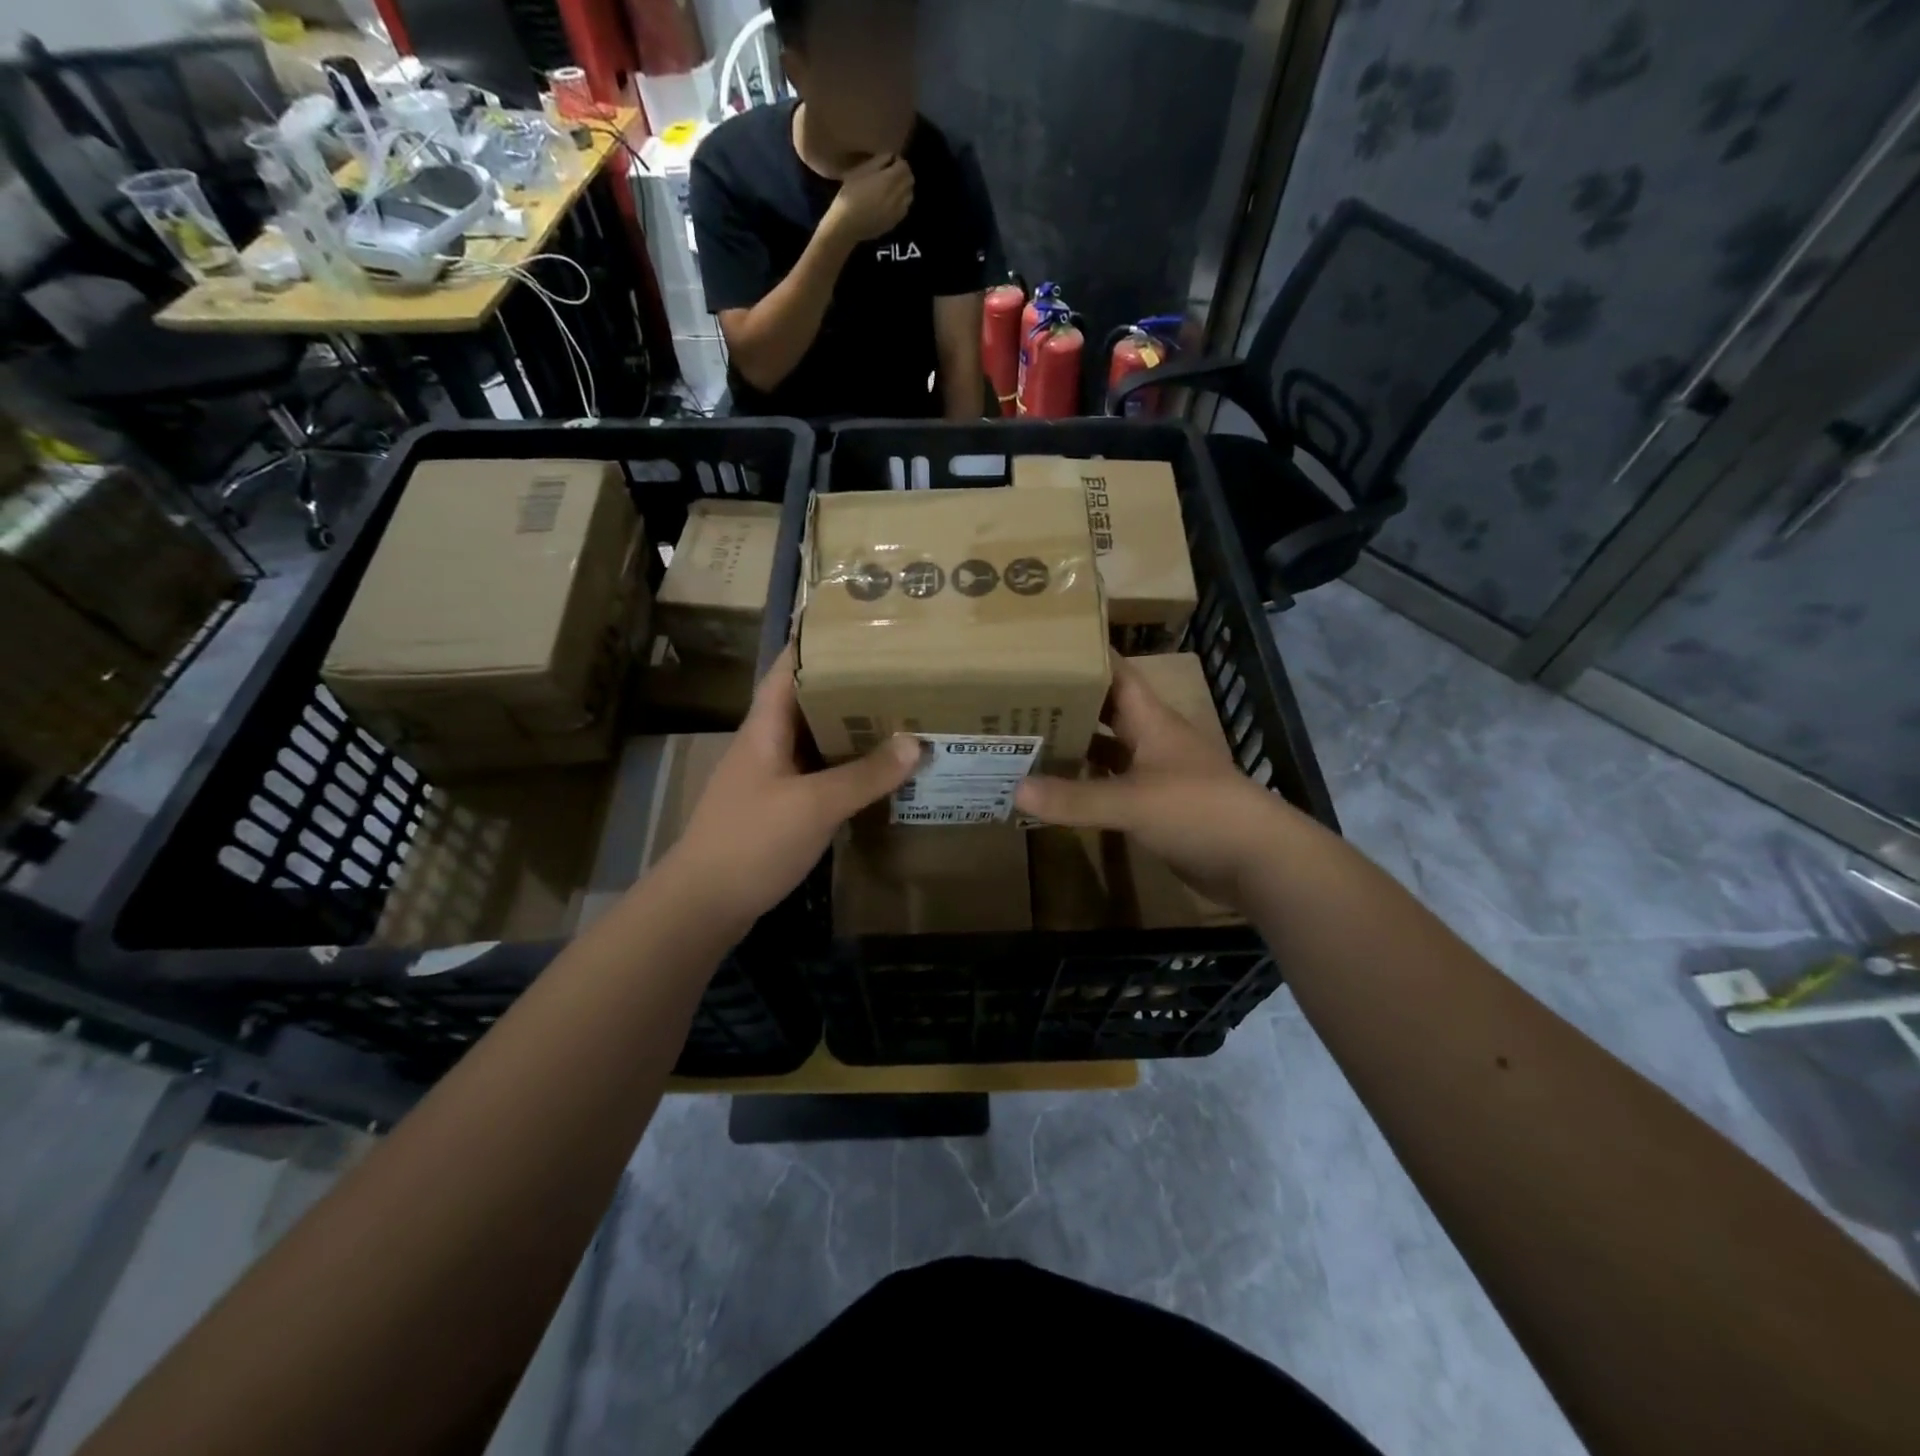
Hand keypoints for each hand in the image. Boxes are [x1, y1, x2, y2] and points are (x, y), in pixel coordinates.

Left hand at [665, 646, 919, 927]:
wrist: (703, 905)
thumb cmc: (753, 841)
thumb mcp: (814, 805)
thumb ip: (864, 774)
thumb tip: (914, 742)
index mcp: (764, 728)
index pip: (789, 669)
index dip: (818, 643)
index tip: (859, 627)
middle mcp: (766, 746)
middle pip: (808, 703)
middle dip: (849, 688)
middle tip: (899, 675)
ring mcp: (769, 779)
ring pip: (815, 742)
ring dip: (850, 731)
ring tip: (897, 717)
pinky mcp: (777, 810)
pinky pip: (817, 777)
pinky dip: (845, 770)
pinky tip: (876, 775)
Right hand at [823, 155, 914, 244]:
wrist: (847, 225)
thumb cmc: (851, 194)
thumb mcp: (861, 170)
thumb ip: (879, 160)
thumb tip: (891, 156)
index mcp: (889, 180)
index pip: (904, 166)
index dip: (898, 161)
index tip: (890, 161)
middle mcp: (898, 196)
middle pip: (910, 180)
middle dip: (903, 174)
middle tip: (893, 173)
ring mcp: (898, 211)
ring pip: (910, 195)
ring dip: (904, 188)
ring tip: (893, 188)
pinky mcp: (895, 223)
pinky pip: (905, 209)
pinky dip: (902, 202)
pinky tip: (891, 202)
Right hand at [1014, 654, 1286, 909]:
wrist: (1256, 861)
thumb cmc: (1199, 811)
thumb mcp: (1133, 801)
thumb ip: (1075, 798)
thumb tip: (1015, 789)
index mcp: (1151, 721)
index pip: (1117, 674)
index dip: (1085, 657)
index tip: (1042, 648)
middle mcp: (1152, 740)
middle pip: (1105, 711)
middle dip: (1067, 704)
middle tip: (1016, 699)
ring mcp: (1155, 774)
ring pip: (1107, 751)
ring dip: (1074, 746)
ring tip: (1025, 741)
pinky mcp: (1155, 806)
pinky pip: (1112, 787)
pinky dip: (1086, 786)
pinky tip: (1055, 791)